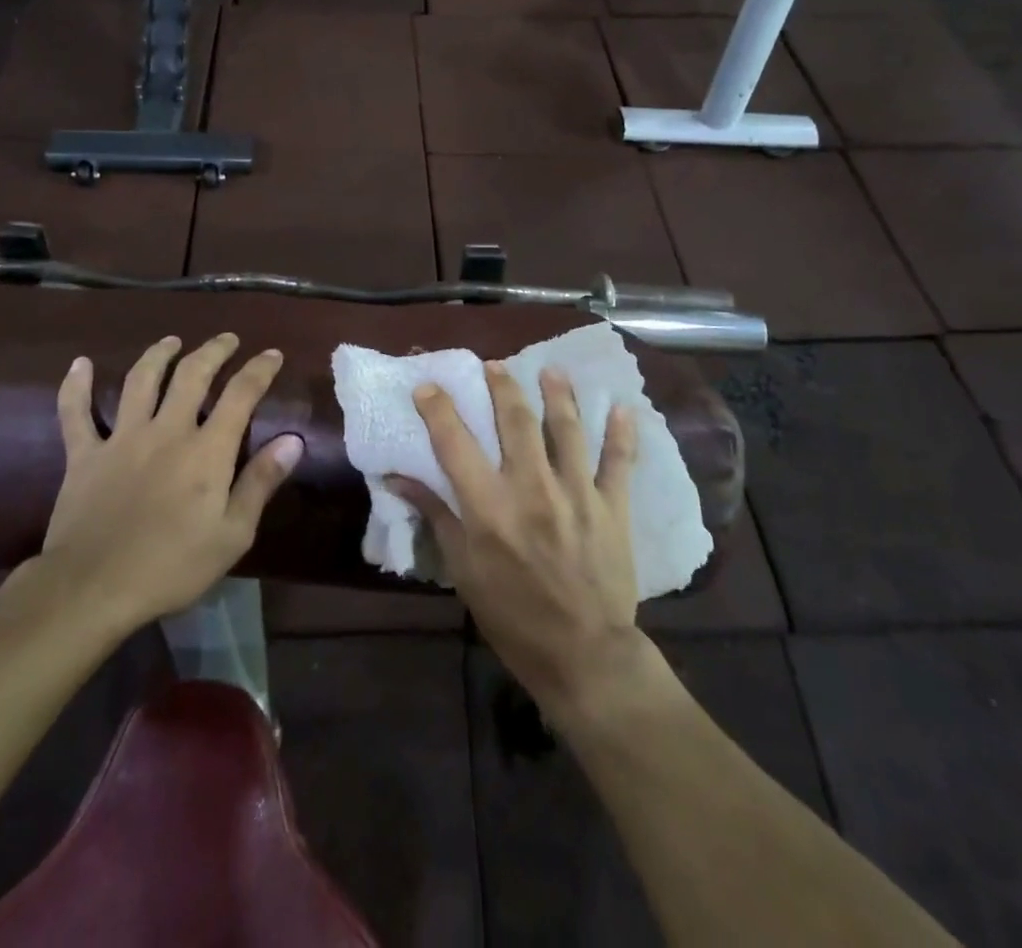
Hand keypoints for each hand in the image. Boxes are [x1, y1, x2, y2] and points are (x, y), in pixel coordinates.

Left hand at [37, 333, 300, 634]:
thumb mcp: (232, 534)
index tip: (272, 354)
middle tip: (227, 339)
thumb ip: (261, 482)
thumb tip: (293, 440)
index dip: (259, 369)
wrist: (92, 589)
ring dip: (158, 355)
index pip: (240, 394)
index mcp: (206, 450)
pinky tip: (79, 364)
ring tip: (171, 341)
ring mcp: (122, 438)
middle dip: (213, 350)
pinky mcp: (84, 455)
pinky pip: (75, 413)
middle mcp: (166, 430)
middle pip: (192, 374)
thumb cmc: (172, 566)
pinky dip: (75, 386)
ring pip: (140, 381)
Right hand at [388, 363, 644, 717]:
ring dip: (558, 394)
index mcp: (488, 506)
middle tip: (494, 366)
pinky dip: (622, 433)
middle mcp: (531, 488)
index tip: (428, 386)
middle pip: (515, 420)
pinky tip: (623, 407)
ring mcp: (576, 493)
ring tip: (551, 370)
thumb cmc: (512, 615)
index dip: (438, 408)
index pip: (454, 442)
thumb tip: (398, 477)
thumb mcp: (463, 569)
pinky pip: (619, 462)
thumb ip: (435, 515)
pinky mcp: (613, 507)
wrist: (583, 655)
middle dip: (502, 386)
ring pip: (567, 429)